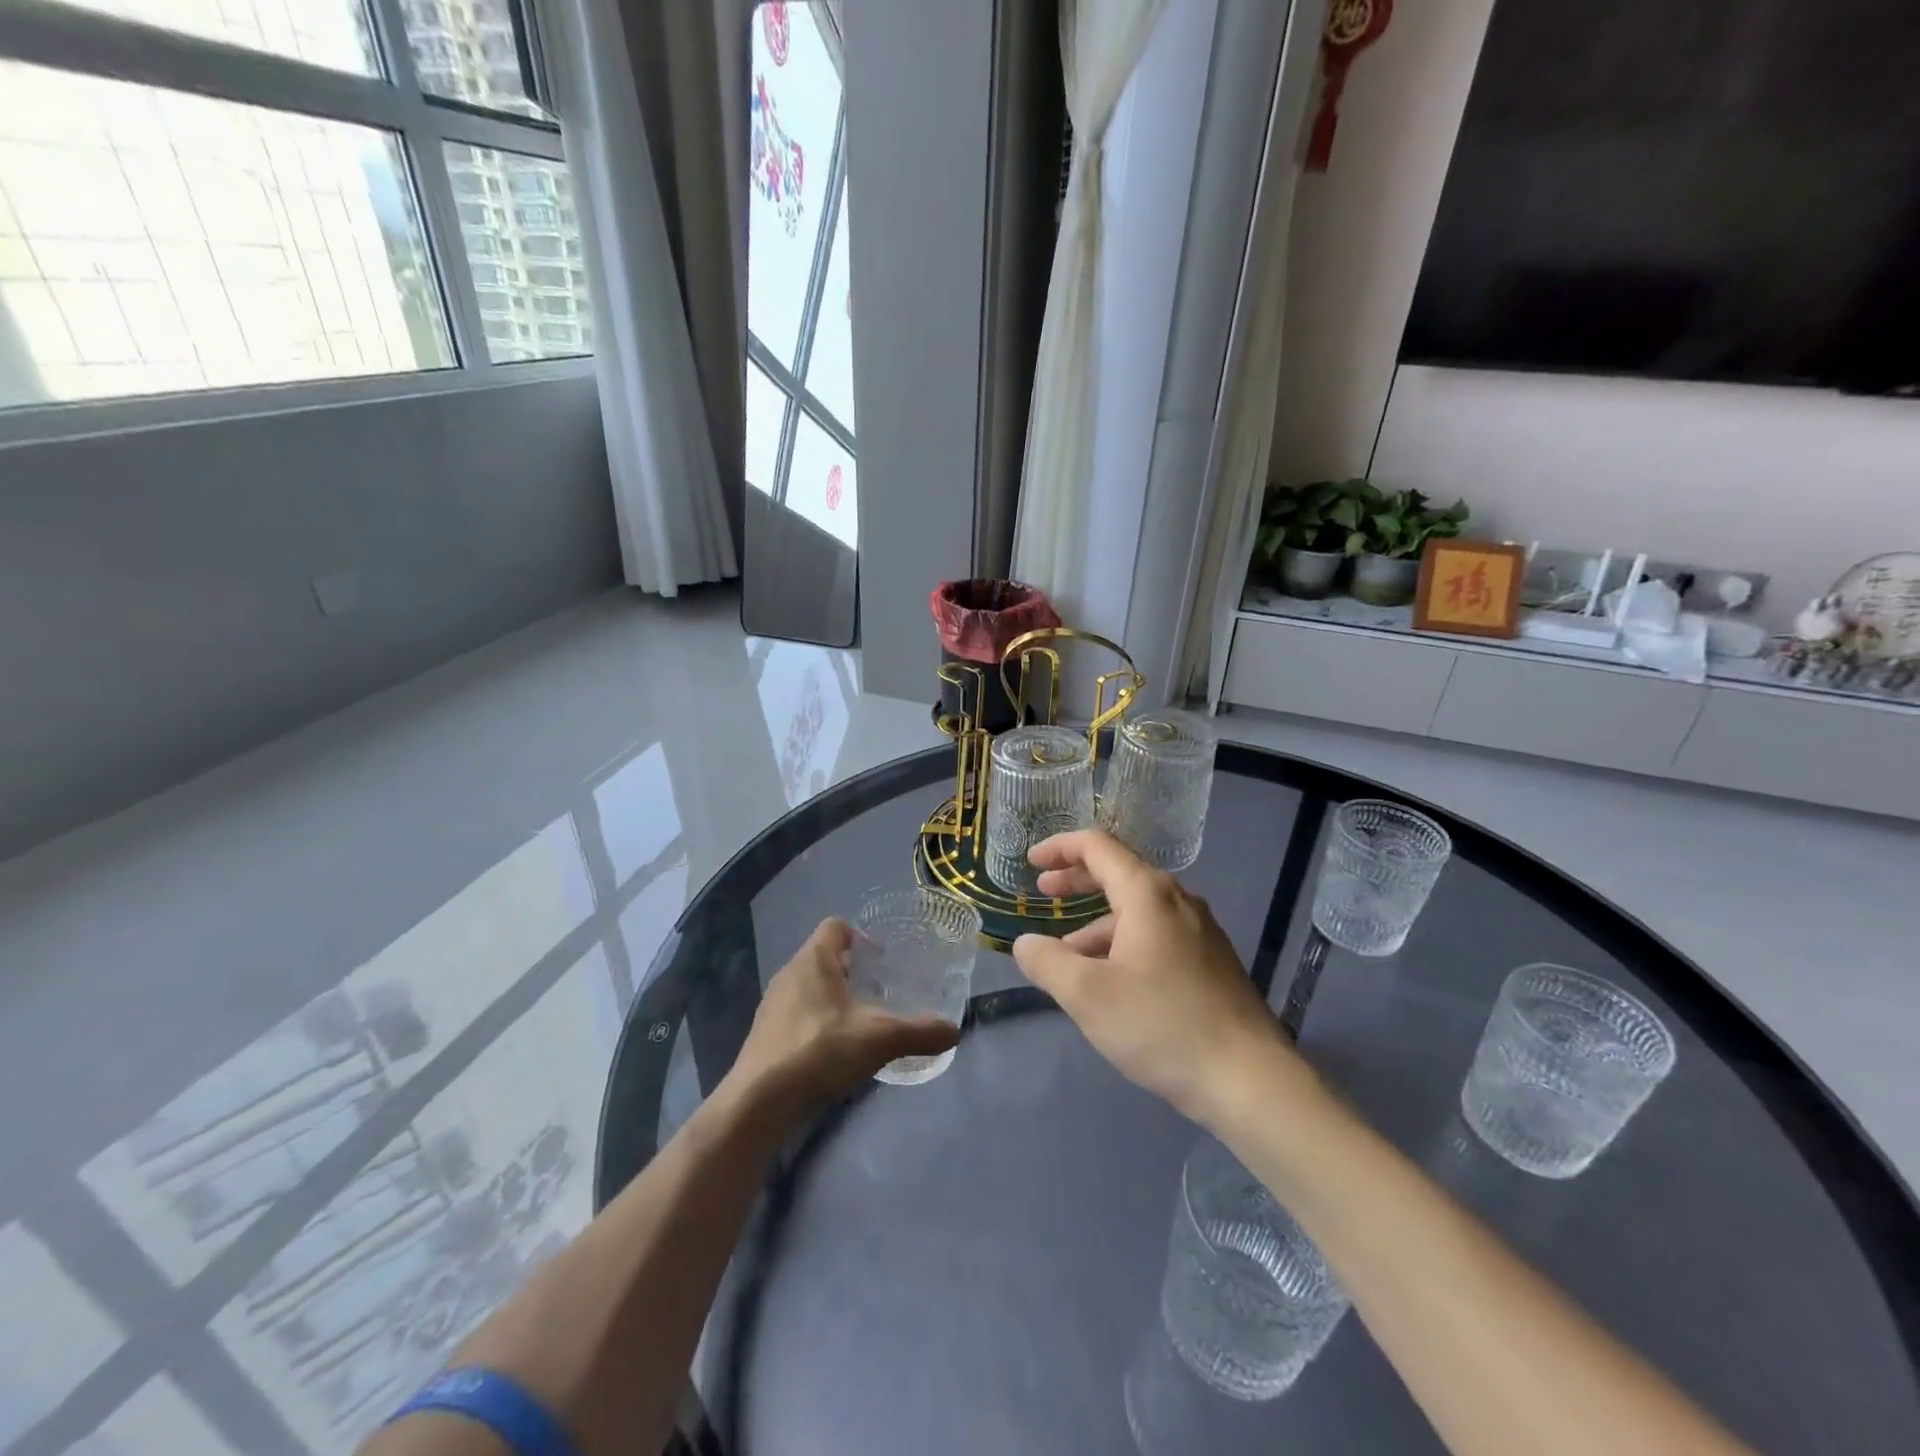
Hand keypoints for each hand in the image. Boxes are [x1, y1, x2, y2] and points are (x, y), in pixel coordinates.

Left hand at [725, 918, 960, 1119]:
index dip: (860, 935)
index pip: (836, 926)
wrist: (759, 1104)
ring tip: (861, 1023)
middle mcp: (789, 975)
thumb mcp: (879, 1040)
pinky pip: (796, 1016)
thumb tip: (954, 1031)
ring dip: (833, 999)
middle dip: (851, 971)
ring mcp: (772, 1007)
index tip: (882, 958)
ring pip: (808, 989)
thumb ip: (918, 1032)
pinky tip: (834, 1053)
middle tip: (880, 991)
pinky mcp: (764, 1037)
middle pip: (822, 957)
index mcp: (813, 960)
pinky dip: (816, 1025)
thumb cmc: (820, 1052)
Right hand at [1011, 830, 1304, 1124]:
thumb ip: (1046, 962)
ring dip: (1096, 921)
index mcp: (1147, 894)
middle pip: (1119, 872)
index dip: (1059, 847)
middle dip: (1076, 879)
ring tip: (1066, 954)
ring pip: (1137, 910)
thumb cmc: (1161, 1025)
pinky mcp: (1211, 961)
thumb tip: (1026, 943)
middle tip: (1043, 891)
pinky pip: (1156, 934)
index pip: (1097, 846)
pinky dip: (1123, 941)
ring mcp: (1200, 930)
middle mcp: (1178, 900)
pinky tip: (1111, 980)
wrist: (1249, 1079)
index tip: (1030, 862)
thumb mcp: (1087, 995)